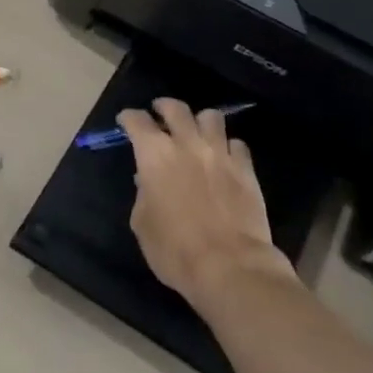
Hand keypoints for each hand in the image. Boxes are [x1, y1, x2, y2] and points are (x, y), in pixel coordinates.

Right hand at [117, 98, 296, 311]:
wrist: (230, 266)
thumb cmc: (175, 250)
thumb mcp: (142, 224)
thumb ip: (143, 195)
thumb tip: (147, 181)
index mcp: (155, 155)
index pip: (137, 121)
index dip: (129, 118)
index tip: (126, 121)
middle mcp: (187, 144)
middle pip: (176, 108)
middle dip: (164, 106)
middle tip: (160, 113)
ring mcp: (220, 153)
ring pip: (211, 117)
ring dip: (200, 121)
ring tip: (197, 132)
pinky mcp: (246, 168)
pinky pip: (237, 143)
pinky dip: (228, 146)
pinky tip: (224, 158)